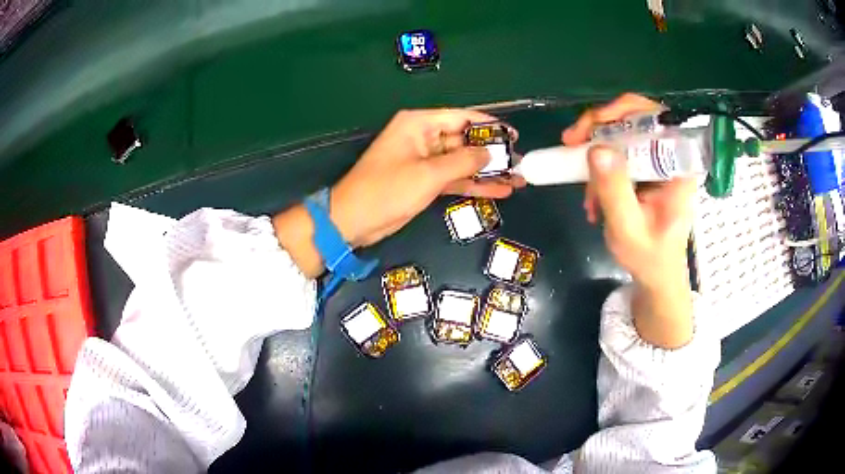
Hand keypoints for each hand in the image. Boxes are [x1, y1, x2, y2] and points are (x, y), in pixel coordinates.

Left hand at [273, 109, 524, 277]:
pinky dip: (474, 185)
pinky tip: (500, 191)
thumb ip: (463, 161)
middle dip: (492, 153)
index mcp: (419, 124)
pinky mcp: (425, 181)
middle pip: (465, 140)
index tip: (514, 135)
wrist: (353, 221)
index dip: (489, 125)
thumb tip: (490, 154)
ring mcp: (425, 161)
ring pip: (462, 162)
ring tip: (518, 179)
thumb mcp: (428, 174)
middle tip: (521, 163)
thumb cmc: (387, 190)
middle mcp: (423, 137)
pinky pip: (455, 179)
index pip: (462, 117)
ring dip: (488, 171)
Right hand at [562, 94, 696, 347]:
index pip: (657, 118)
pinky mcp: (644, 169)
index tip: (592, 127)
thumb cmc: (650, 258)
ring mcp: (657, 162)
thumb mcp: (629, 230)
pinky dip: (598, 167)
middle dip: (599, 127)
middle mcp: (671, 157)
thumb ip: (615, 192)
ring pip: (622, 132)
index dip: (624, 111)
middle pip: (635, 117)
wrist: (656, 274)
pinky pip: (617, 152)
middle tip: (570, 142)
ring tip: (583, 187)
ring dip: (595, 152)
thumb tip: (596, 149)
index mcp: (680, 168)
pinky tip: (592, 196)